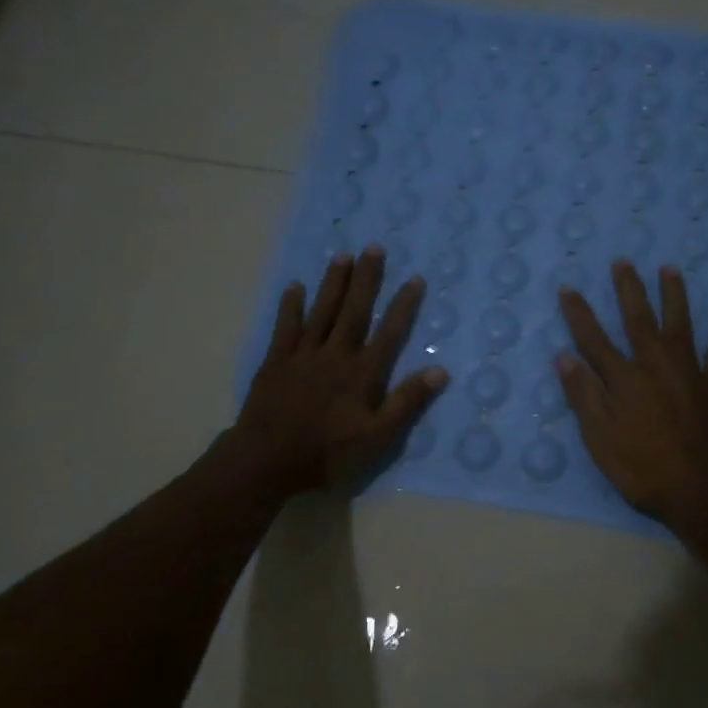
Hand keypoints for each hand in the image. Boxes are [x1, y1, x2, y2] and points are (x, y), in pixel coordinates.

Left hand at [232, 246, 447, 495]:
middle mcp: (335, 354)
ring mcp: (303, 355)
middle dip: (366, 279)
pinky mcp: (276, 361)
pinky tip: (295, 287)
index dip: (403, 305)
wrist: (267, 460)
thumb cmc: (328, 453)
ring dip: (333, 283)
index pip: (389, 332)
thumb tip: (440, 371)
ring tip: (343, 255)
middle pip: (354, 310)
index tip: (414, 278)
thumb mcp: (378, 437)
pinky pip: (285, 327)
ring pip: (322, 311)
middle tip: (374, 247)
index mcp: (362, 372)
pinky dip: (291, 306)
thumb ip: (407, 402)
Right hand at [555, 261, 707, 536]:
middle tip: (624, 261)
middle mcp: (656, 365)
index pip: (594, 338)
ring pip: (681, 324)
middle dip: (629, 289)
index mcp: (624, 379)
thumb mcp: (600, 440)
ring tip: (670, 269)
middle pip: (639, 319)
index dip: (579, 313)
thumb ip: (583, 396)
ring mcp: (691, 372)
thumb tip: (563, 356)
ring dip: (674, 295)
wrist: (702, 493)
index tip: (569, 288)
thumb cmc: (643, 470)